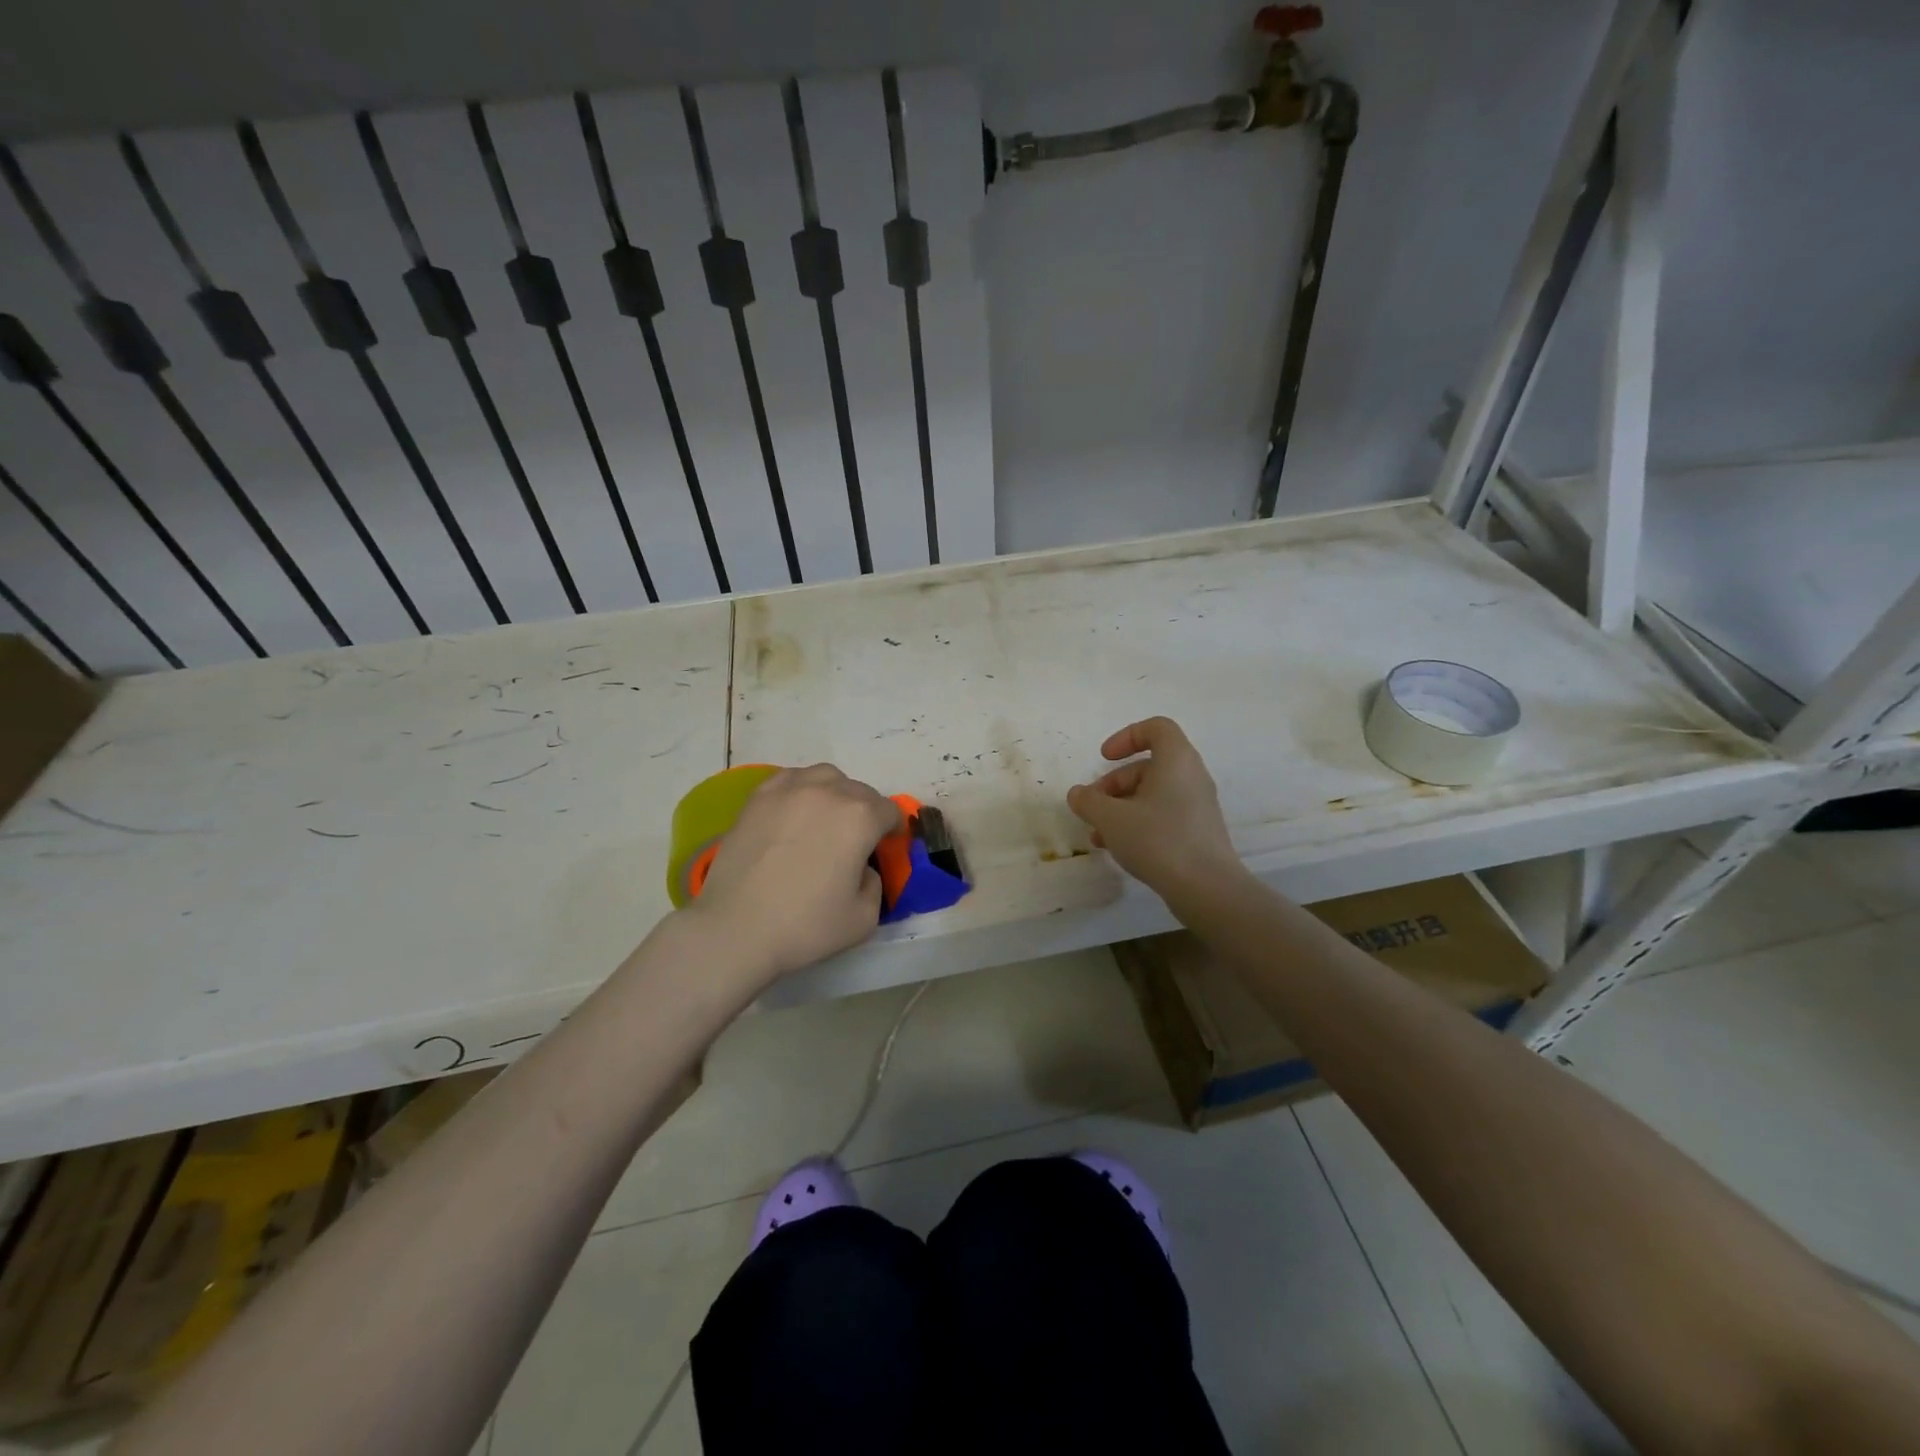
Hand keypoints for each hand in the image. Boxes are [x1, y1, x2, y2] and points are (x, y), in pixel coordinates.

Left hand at [686, 764, 901, 981]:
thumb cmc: (805, 926)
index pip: (889, 811)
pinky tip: (795, 812)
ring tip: (825, 819)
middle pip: (860, 791)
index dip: (892, 829)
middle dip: (865, 812)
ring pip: (825, 777)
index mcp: (860, 818)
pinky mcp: (758, 798)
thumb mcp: (865, 918)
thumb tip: (862, 868)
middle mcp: (828, 792)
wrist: (736, 928)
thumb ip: (875, 884)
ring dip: (835, 793)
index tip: (886, 846)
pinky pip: (790, 779)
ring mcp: (790, 790)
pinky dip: (801, 790)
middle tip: (855, 841)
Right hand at [1066, 717, 1245, 909]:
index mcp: (1176, 760)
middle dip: (1115, 783)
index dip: (1126, 737)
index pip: (1156, 728)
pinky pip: (1163, 815)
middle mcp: (1191, 777)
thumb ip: (1089, 801)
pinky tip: (1117, 848)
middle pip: (1149, 765)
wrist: (1206, 888)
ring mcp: (1197, 806)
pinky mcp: (1198, 832)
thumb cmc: (1158, 840)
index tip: (1104, 758)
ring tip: (1098, 834)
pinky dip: (1138, 823)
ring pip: (1153, 794)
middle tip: (1093, 805)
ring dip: (1121, 807)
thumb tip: (1078, 794)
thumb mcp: (1111, 818)